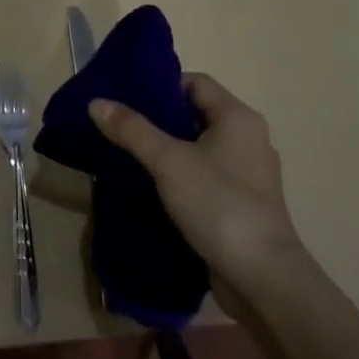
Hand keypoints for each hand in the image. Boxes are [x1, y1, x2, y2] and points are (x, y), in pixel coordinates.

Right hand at [89, 74, 303, 303]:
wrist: (261, 276)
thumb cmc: (218, 204)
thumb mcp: (168, 161)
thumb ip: (132, 130)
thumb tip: (97, 102)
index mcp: (238, 118)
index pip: (196, 82)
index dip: (160, 85)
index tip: (124, 97)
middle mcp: (247, 139)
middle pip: (195, 114)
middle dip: (157, 119)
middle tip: (117, 126)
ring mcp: (246, 174)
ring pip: (198, 148)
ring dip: (165, 150)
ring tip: (126, 155)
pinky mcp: (239, 203)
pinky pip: (203, 177)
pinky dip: (177, 176)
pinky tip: (149, 187)